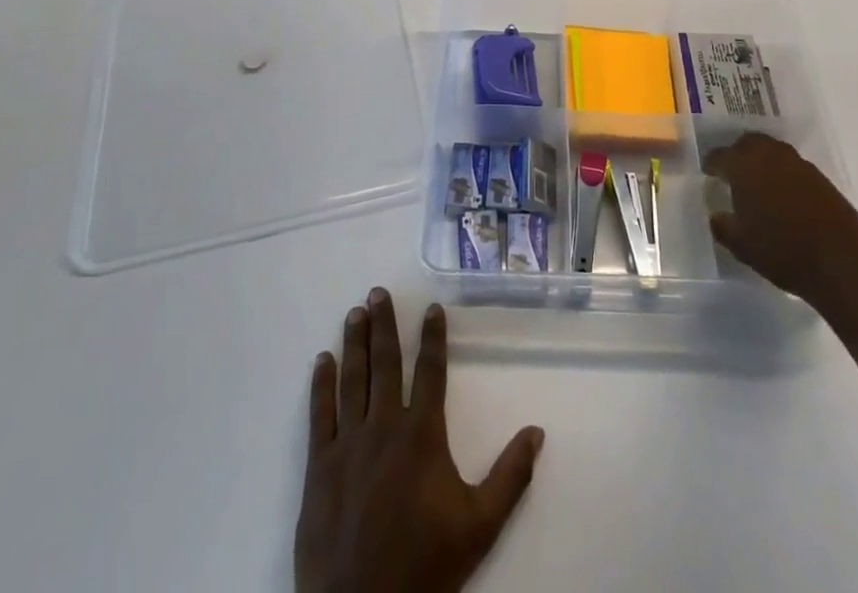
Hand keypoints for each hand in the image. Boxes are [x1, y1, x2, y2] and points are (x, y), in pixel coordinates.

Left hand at [295, 288, 544, 592]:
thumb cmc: (425, 565)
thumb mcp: (479, 525)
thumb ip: (510, 476)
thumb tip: (537, 431)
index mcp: (422, 434)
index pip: (431, 371)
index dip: (433, 337)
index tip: (430, 307)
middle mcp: (385, 427)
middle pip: (386, 364)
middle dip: (384, 325)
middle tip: (377, 292)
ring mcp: (349, 444)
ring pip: (353, 380)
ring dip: (355, 343)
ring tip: (355, 312)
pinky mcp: (320, 466)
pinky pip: (321, 415)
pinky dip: (321, 385)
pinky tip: (322, 361)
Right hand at [702, 133, 857, 306]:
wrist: (841, 263)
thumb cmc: (782, 251)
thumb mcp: (741, 245)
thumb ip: (722, 226)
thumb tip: (716, 215)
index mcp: (745, 166)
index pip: (720, 156)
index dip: (711, 164)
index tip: (708, 174)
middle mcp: (770, 156)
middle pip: (748, 142)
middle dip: (737, 154)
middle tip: (732, 172)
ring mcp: (798, 164)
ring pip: (772, 150)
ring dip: (761, 160)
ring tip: (757, 183)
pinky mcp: (820, 177)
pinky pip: (792, 166)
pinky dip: (782, 173)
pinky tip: (782, 195)